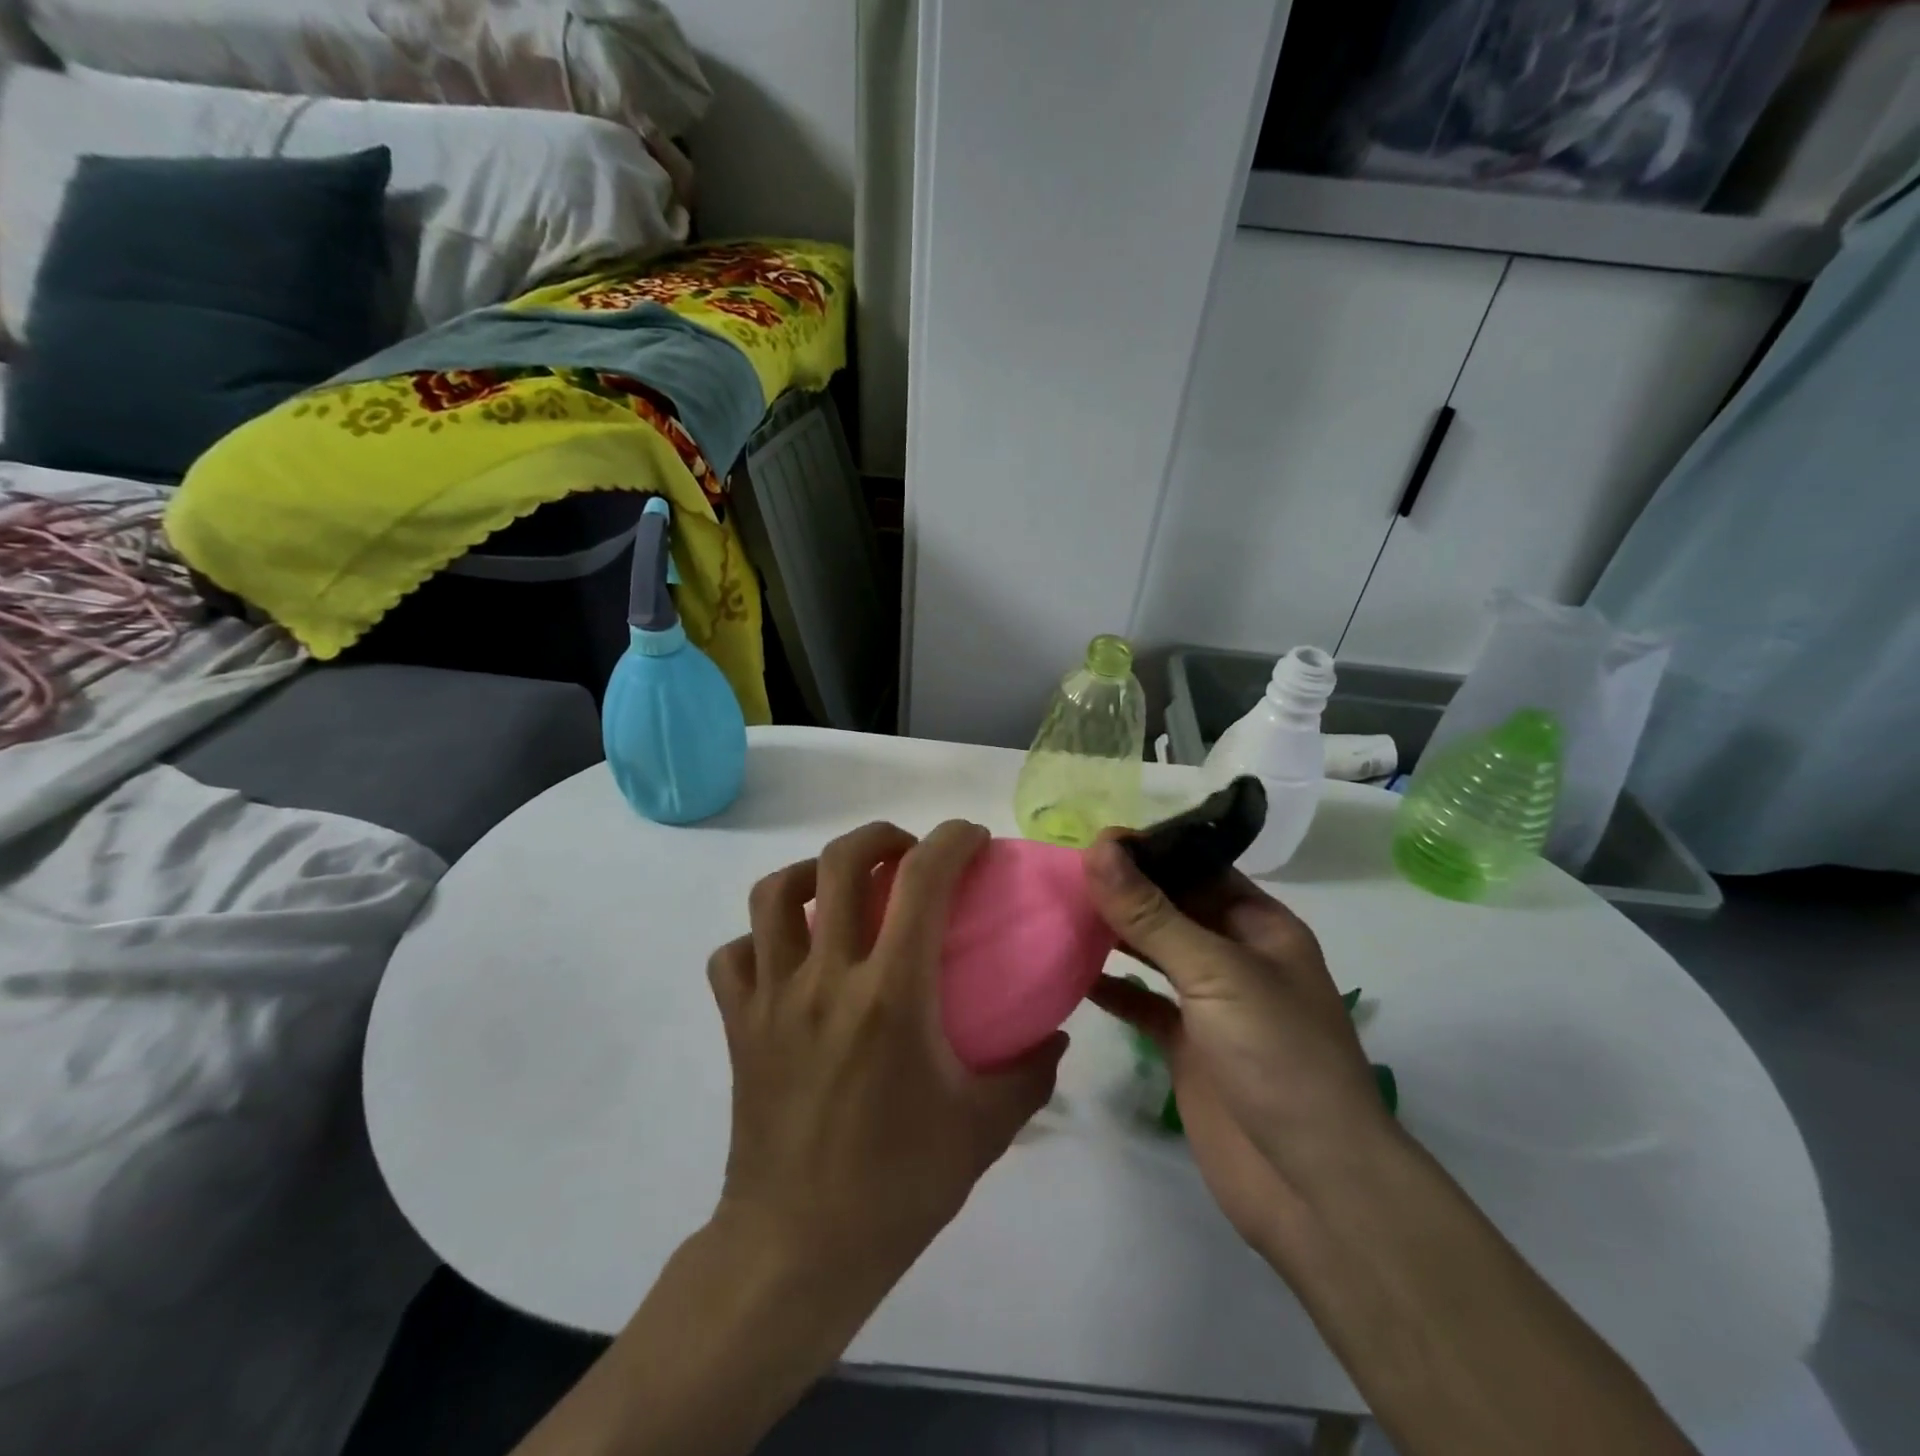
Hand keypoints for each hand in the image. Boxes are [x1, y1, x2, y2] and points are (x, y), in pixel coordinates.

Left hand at [707, 820, 1065, 1298]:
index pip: (922, 880)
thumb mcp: (984, 1129)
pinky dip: (760, 939)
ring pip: (774, 894)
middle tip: (908, 853)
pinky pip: (734, 954)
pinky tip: (789, 955)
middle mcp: (825, 978)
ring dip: (813, 872)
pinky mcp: (738, 1024)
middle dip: (881, 837)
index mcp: (891, 995)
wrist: (797, 1249)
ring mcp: (772, 998)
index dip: (951, 841)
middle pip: (839, 862)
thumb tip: (1055, 1034)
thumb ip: (1030, 1073)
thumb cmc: (897, 1186)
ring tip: (841, 888)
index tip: (971, 839)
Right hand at [1083, 837, 1397, 1260]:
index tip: (1091, 838)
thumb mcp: (1215, 972)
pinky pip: (1140, 1002)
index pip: (1198, 867)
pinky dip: (1109, 987)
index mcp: (1259, 926)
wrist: (1312, 1185)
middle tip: (1061, 870)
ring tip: (1057, 908)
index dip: (1150, 850)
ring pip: (1153, 952)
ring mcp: (1209, 1003)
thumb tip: (1099, 847)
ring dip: (1111, 932)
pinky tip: (1069, 971)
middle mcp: (1235, 956)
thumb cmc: (1278, 1056)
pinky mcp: (1185, 1045)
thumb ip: (1151, 913)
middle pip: (1172, 907)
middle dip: (1124, 888)